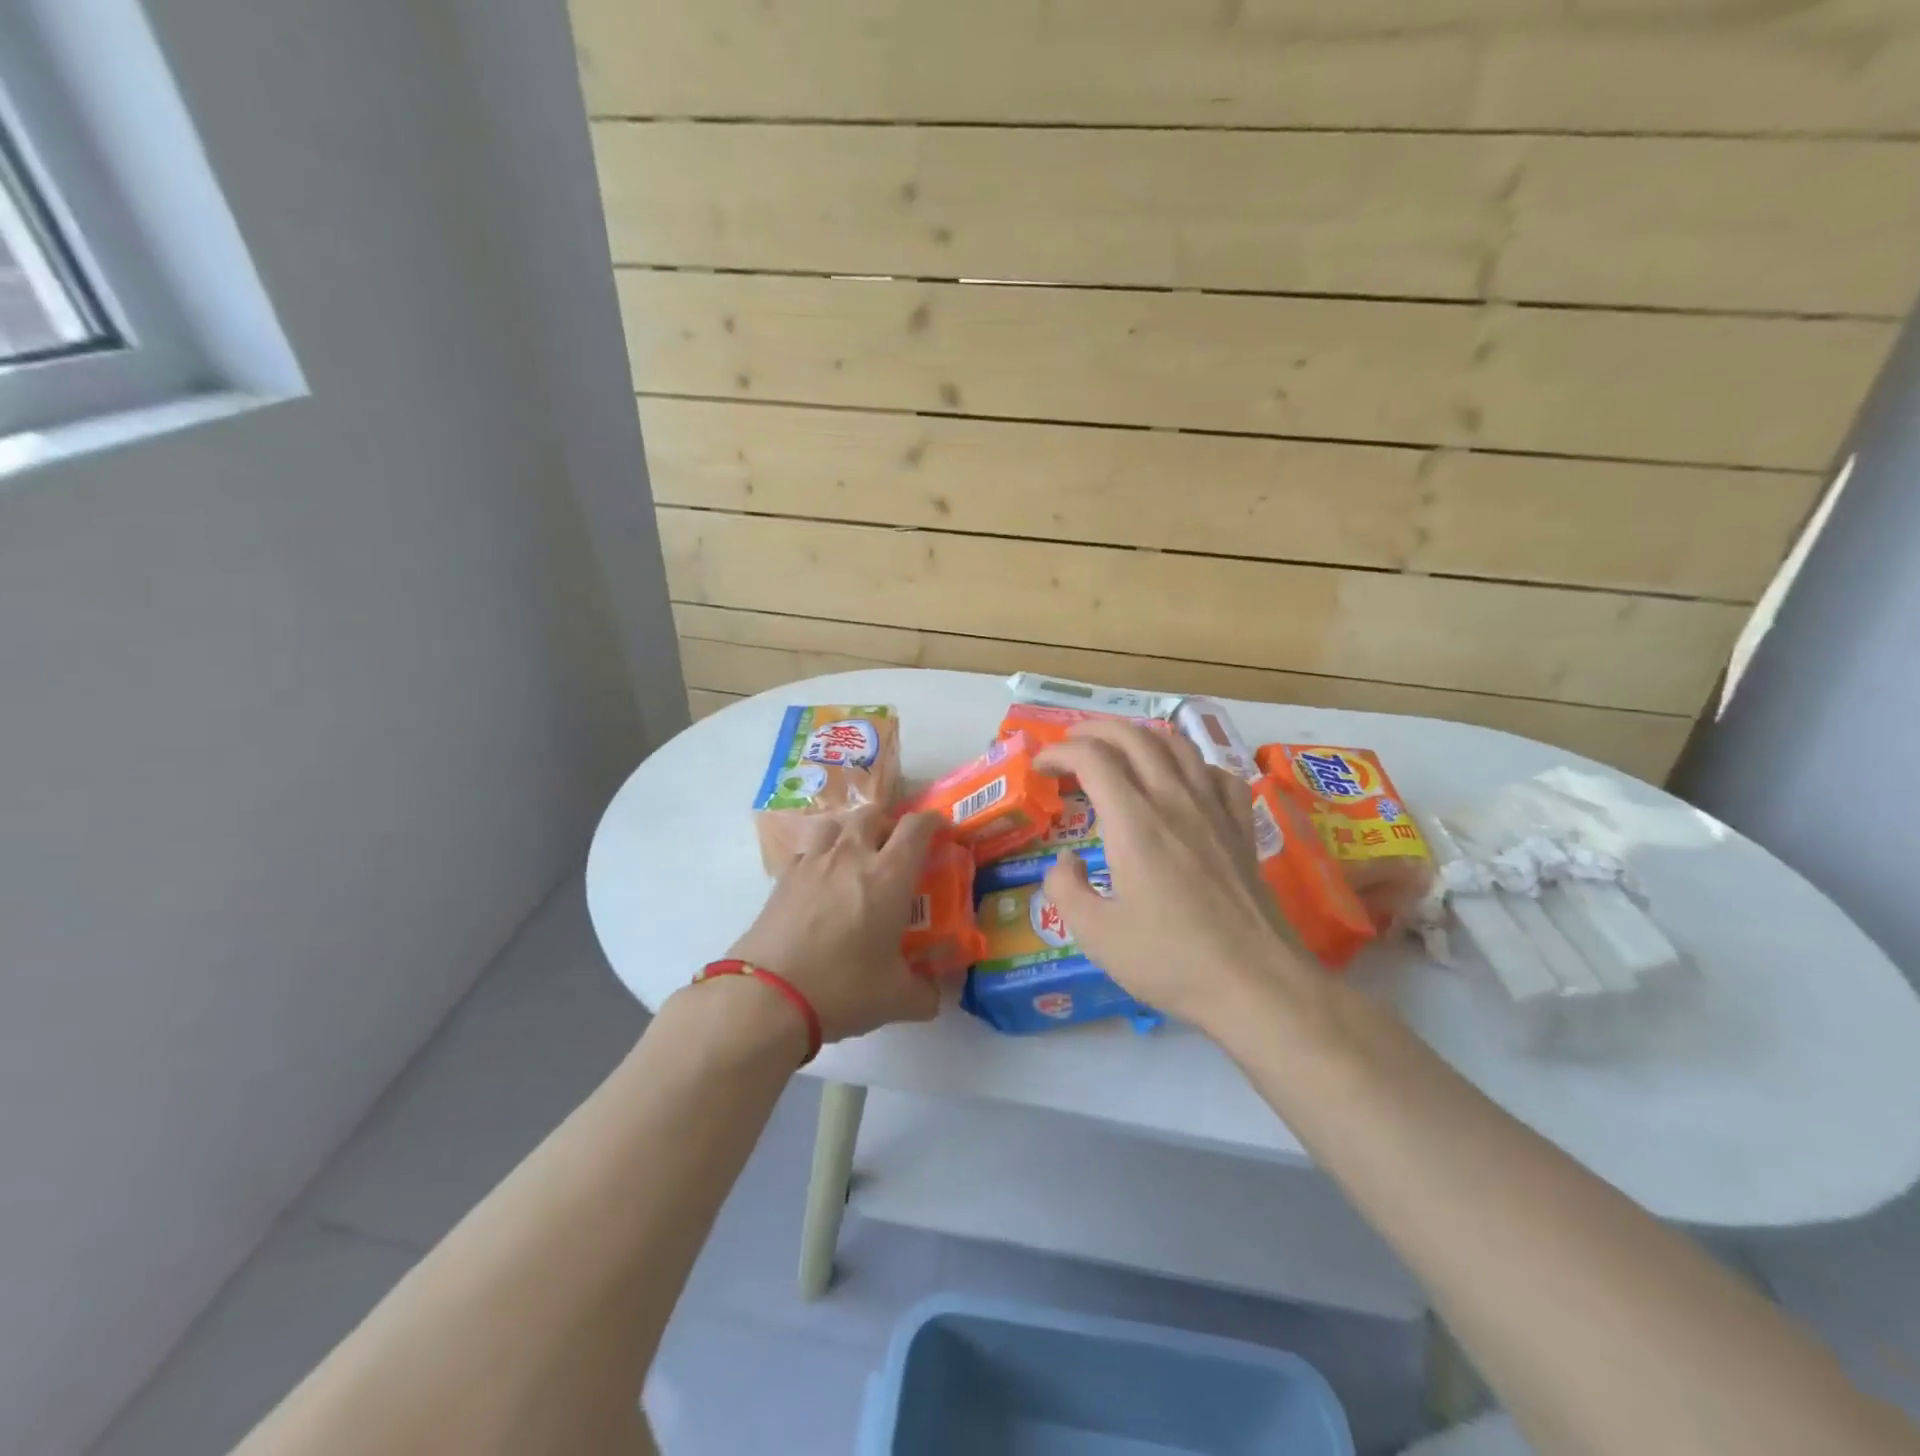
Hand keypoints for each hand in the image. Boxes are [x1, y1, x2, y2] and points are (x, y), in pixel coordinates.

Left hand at [727, 808, 943, 1042]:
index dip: (932, 822)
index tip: (940, 831)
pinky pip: (807, 851)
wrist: (769, 995)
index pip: (917, 827)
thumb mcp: (896, 998)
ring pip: (836, 825)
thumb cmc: (843, 987)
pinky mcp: (783, 878)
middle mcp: (852, 856)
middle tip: (895, 847)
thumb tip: (935, 996)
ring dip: (850, 832)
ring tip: (854, 856)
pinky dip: (819, 856)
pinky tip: (820, 882)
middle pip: (873, 815)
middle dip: (888, 824)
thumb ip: (924, 994)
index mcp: (890, 874)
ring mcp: (814, 862)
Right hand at [1036, 721, 1315, 1029]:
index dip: (1059, 752)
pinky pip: (1217, 774)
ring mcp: (1214, 811)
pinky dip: (1191, 764)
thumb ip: (1065, 889)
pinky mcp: (1241, 829)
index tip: (1039, 766)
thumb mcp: (1096, 935)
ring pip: (1178, 746)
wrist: (1257, 985)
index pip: (1092, 759)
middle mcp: (1175, 802)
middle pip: (1134, 738)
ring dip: (1140, 736)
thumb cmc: (1170, 960)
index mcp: (1134, 823)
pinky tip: (1182, 780)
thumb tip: (1065, 860)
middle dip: (1095, 730)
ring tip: (1118, 748)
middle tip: (1070, 743)